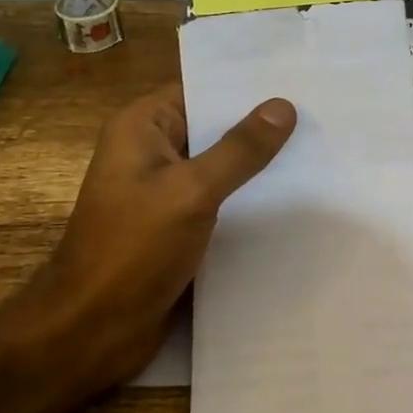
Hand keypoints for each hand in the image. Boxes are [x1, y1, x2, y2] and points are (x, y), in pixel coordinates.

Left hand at [31, 84, 295, 387]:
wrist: (91, 332)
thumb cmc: (133, 249)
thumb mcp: (191, 191)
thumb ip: (239, 149)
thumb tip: (283, 106)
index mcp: (141, 128)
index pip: (199, 90)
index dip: (245, 86)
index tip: (297, 80)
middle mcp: (149, 152)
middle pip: (211, 127)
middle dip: (259, 125)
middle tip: (320, 114)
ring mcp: (162, 193)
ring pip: (218, 167)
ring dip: (257, 165)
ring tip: (318, 151)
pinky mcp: (174, 228)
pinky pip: (217, 201)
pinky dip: (247, 199)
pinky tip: (293, 198)